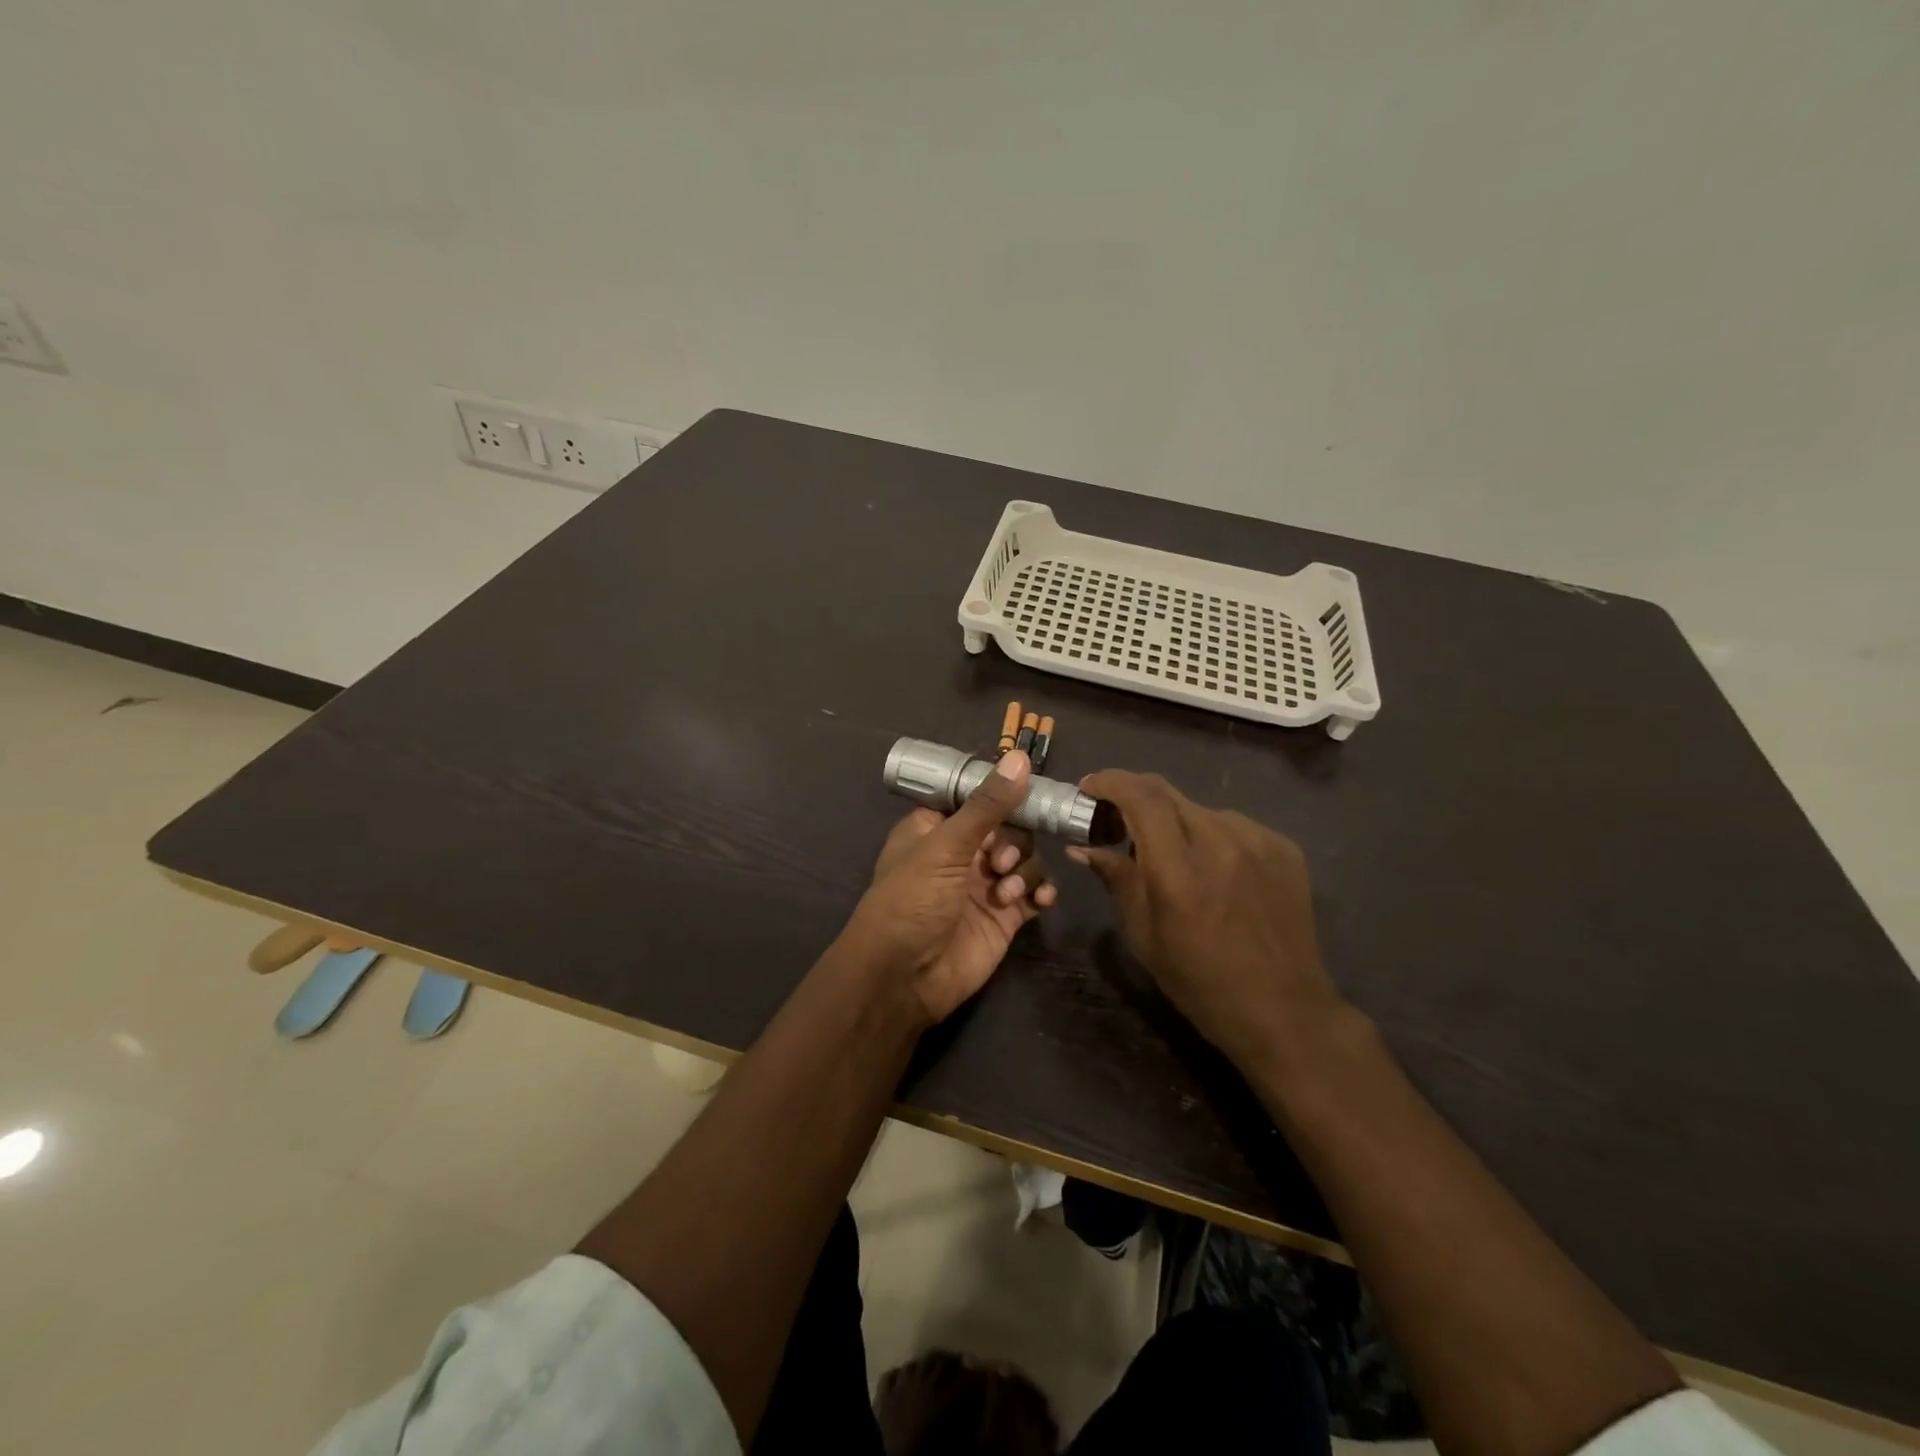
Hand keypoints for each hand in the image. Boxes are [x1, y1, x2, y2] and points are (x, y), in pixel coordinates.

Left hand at [839, 751, 1057, 1024]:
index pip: (976, 797)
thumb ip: (987, 805)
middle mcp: (962, 852)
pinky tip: (1040, 901)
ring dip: (1025, 870)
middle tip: (999, 863)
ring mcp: (985, 885)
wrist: (904, 978)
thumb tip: (1019, 758)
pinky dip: (1042, 892)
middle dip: (1013, 841)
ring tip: (1006, 892)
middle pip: (1008, 827)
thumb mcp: (945, 846)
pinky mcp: (1005, 916)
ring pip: (1025, 859)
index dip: (1001, 794)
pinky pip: (1035, 892)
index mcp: (936, 828)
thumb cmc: (912, 901)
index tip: (1029, 789)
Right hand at [1069, 771, 1340, 1066]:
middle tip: (1116, 818)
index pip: (1141, 797)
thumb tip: (1083, 847)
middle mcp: (1220, 843)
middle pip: (1167, 793)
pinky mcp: (1283, 848)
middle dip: (1134, 796)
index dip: (1111, 782)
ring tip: (1169, 852)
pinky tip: (1210, 866)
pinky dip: (1209, 834)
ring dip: (1173, 820)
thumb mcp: (1143, 935)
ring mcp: (1258, 842)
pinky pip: (1232, 825)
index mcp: (1179, 871)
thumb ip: (1116, 879)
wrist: (1283, 1010)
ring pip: (1199, 809)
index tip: (1090, 787)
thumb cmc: (1199, 981)